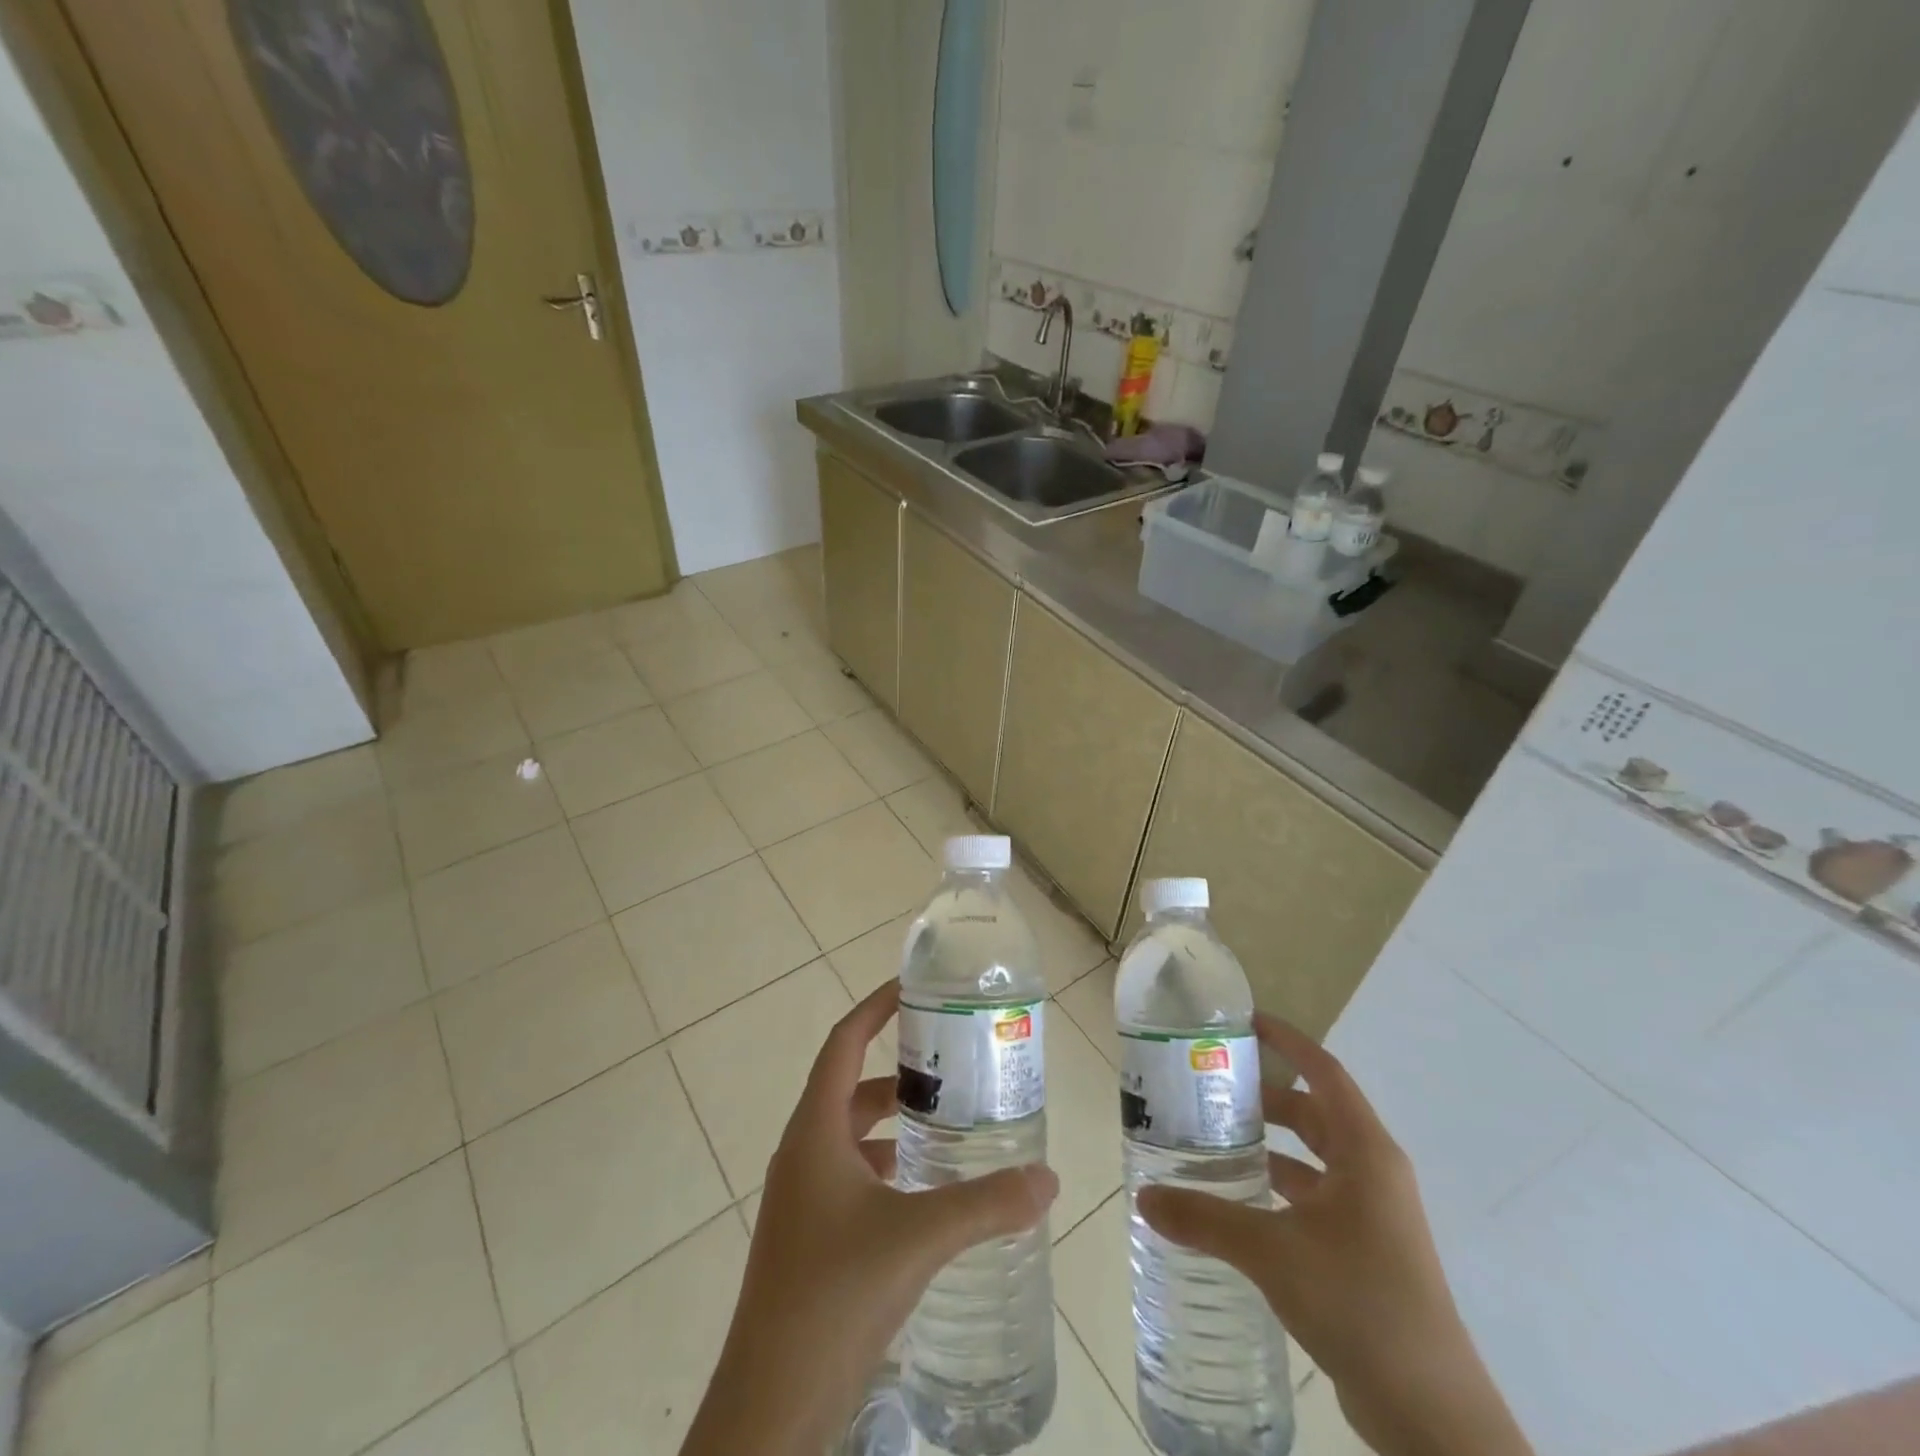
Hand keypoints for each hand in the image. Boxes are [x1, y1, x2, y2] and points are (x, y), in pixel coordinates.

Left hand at [679, 982, 1058, 1455]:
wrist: (769, 1410)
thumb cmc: (832, 1296)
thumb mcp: (916, 1239)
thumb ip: (985, 1205)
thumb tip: (1048, 1178)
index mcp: (814, 1132)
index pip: (843, 1044)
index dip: (874, 1008)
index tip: (912, 987)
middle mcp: (803, 1154)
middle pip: (850, 1088)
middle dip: (897, 1071)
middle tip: (950, 1064)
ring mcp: (802, 1199)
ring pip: (851, 1137)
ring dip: (893, 1124)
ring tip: (947, 1124)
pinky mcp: (810, 1238)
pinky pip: (851, 1178)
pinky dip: (887, 1168)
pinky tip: (925, 1192)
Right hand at [1137, 1015, 1531, 1455]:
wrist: (1431, 1415)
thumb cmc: (1360, 1303)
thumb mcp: (1273, 1253)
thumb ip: (1205, 1219)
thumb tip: (1145, 1197)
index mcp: (1365, 1152)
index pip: (1324, 1072)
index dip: (1287, 1042)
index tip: (1244, 1022)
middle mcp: (1372, 1173)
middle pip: (1314, 1113)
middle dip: (1265, 1097)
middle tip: (1209, 1087)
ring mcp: (1373, 1215)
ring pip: (1314, 1159)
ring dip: (1270, 1146)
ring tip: (1214, 1139)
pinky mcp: (1366, 1252)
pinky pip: (1315, 1198)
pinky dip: (1279, 1188)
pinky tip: (1240, 1201)